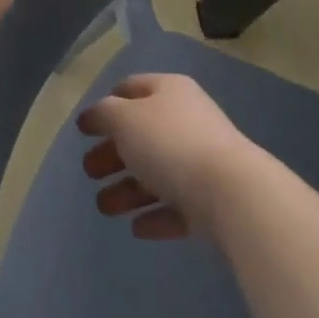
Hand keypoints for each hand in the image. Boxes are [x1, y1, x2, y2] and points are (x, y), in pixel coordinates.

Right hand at [77, 74, 256, 239]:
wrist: (234, 194)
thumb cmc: (171, 144)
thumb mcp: (125, 120)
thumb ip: (105, 114)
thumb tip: (96, 115)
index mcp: (169, 91)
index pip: (130, 88)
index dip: (105, 106)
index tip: (84, 130)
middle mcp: (186, 120)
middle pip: (141, 134)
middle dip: (112, 154)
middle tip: (89, 171)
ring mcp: (202, 161)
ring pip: (157, 173)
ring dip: (128, 189)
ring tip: (105, 208)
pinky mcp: (213, 201)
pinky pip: (177, 205)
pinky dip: (156, 215)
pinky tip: (137, 228)